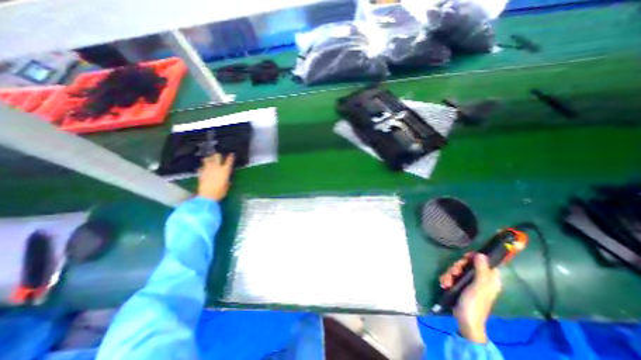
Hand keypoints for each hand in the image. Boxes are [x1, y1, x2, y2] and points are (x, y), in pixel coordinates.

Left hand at [198, 152, 234, 202]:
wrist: (207, 196)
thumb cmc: (220, 192)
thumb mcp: (227, 185)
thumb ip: (226, 179)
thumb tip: (226, 178)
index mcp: (225, 170)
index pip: (229, 161)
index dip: (231, 157)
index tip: (232, 154)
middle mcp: (216, 167)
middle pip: (217, 156)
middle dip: (218, 155)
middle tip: (218, 156)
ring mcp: (207, 169)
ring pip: (207, 159)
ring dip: (209, 158)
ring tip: (210, 160)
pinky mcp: (201, 173)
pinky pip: (201, 167)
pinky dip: (203, 167)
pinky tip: (204, 169)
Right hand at [441, 253, 500, 342]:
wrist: (465, 321)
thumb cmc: (474, 304)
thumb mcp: (479, 286)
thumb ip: (481, 270)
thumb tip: (481, 254)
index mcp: (489, 279)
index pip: (485, 262)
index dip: (475, 258)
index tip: (465, 258)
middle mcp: (480, 279)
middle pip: (467, 264)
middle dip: (457, 267)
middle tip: (454, 272)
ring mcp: (469, 282)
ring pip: (457, 269)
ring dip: (449, 273)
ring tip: (447, 282)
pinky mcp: (459, 285)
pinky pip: (452, 276)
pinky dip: (447, 279)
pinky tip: (445, 284)